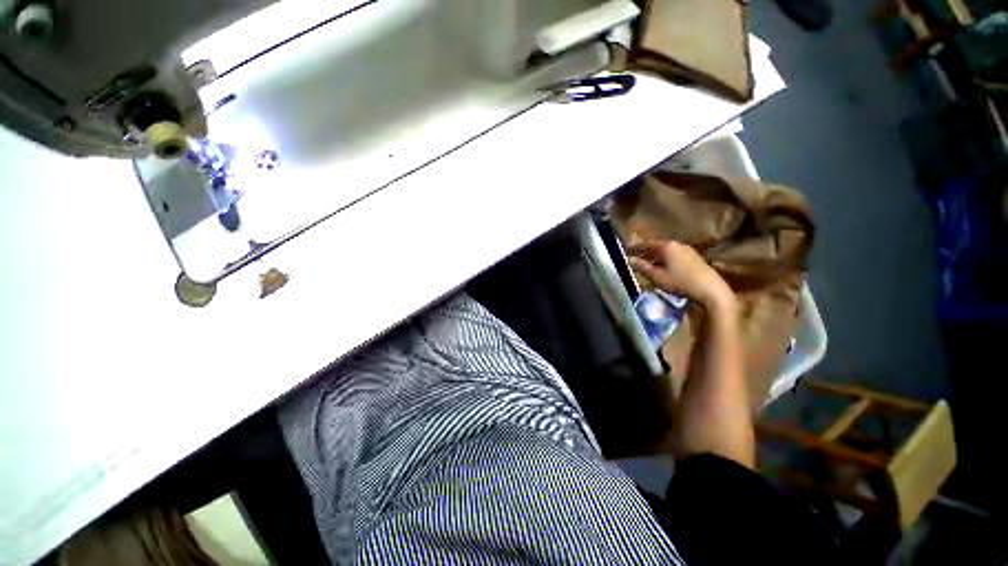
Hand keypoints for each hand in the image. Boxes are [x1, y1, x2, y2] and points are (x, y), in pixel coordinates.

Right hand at [628, 241, 734, 309]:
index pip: (646, 244)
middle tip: (635, 259)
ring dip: (656, 257)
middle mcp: (677, 244)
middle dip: (645, 252)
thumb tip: (629, 260)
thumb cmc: (681, 282)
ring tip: (648, 265)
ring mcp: (688, 250)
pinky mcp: (695, 257)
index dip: (635, 248)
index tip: (626, 250)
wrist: (711, 290)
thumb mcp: (658, 277)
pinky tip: (664, 269)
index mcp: (667, 246)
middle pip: (657, 246)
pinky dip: (666, 260)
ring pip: (666, 251)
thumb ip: (643, 267)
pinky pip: (675, 255)